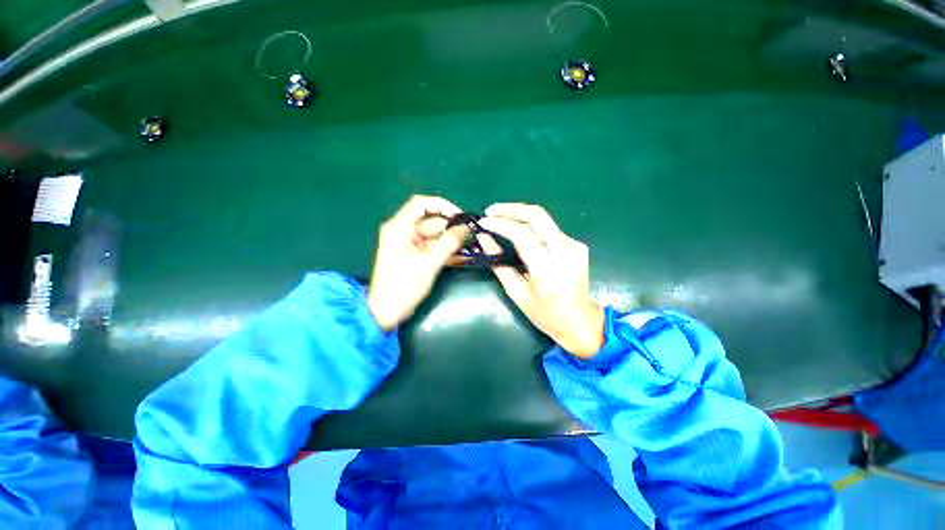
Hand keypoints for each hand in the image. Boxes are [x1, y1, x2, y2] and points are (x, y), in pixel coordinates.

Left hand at [367, 196, 469, 330]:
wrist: (387, 312)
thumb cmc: (403, 286)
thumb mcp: (429, 263)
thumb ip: (448, 243)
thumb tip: (466, 228)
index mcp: (400, 228)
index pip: (421, 204)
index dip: (442, 206)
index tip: (461, 216)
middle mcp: (404, 232)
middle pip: (432, 221)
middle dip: (452, 228)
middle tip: (471, 237)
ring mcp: (410, 244)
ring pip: (436, 236)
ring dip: (452, 241)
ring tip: (470, 247)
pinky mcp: (416, 255)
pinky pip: (434, 247)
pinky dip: (446, 251)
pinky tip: (462, 256)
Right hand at [478, 204, 604, 357]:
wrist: (579, 321)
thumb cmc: (545, 314)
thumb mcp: (516, 293)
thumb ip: (498, 263)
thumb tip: (484, 238)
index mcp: (548, 270)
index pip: (522, 234)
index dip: (500, 224)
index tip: (483, 221)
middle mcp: (565, 253)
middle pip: (537, 216)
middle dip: (511, 209)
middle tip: (491, 210)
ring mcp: (575, 246)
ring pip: (544, 218)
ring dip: (519, 213)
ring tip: (500, 216)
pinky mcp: (578, 244)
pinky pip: (549, 228)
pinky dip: (531, 224)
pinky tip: (518, 228)